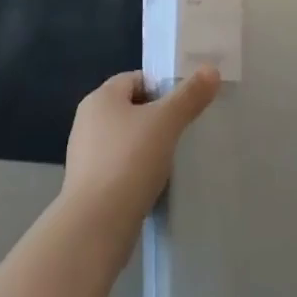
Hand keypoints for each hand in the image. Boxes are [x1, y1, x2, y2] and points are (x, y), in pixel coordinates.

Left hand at [61, 68, 218, 231]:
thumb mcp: (166, 122)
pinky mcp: (88, 187)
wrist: (96, 226)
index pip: (136, 79)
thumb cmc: (129, 161)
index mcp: (100, 98)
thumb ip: (190, 95)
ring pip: (126, 140)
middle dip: (158, 118)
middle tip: (184, 131)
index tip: (185, 105)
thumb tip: (211, 70)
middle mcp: (87, 122)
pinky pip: (120, 168)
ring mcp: (85, 156)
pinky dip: (137, 172)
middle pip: (132, 109)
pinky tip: (154, 186)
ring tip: (172, 160)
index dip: (162, 87)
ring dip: (148, 147)